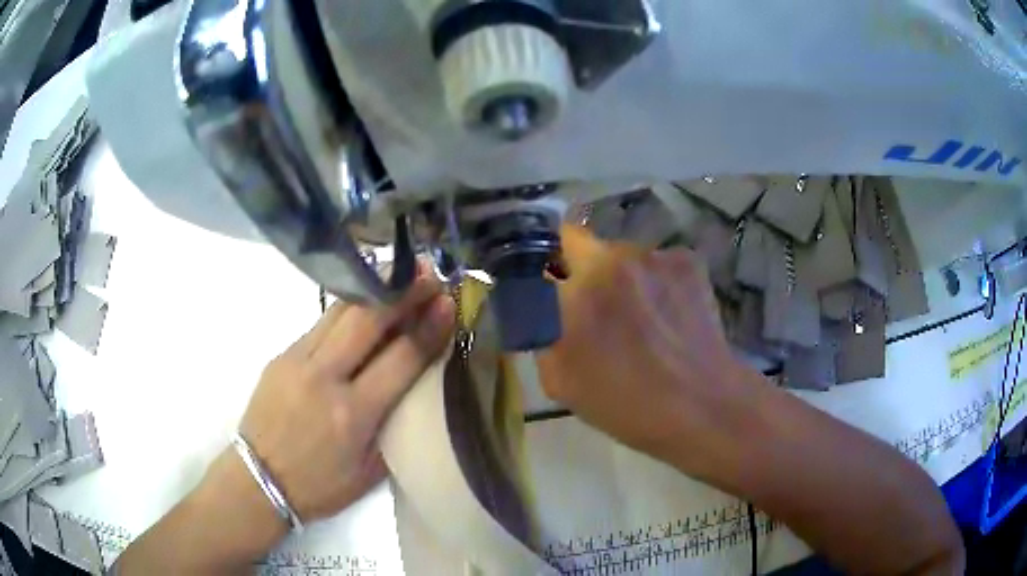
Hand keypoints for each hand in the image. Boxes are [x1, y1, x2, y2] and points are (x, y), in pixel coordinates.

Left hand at [239, 267, 455, 522]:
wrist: (259, 480)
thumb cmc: (320, 486)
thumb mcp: (370, 473)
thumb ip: (394, 427)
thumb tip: (414, 386)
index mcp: (353, 414)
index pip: (401, 358)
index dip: (429, 327)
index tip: (449, 302)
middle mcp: (324, 378)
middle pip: (368, 319)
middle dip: (403, 292)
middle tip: (428, 273)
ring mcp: (297, 360)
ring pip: (340, 312)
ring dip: (374, 290)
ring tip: (398, 275)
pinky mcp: (281, 355)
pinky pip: (320, 324)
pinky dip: (347, 310)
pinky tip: (362, 306)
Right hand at [538, 226, 757, 474]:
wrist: (704, 405)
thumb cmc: (627, 405)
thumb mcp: (561, 382)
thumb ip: (542, 333)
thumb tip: (544, 307)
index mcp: (574, 291)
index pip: (540, 252)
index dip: (542, 269)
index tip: (549, 289)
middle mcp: (611, 259)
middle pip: (581, 244)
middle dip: (580, 268)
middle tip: (596, 306)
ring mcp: (654, 256)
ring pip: (623, 255)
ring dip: (622, 276)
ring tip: (642, 316)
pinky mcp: (686, 260)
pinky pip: (657, 263)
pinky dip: (657, 281)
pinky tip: (669, 314)